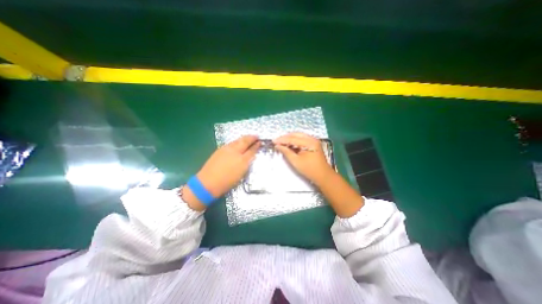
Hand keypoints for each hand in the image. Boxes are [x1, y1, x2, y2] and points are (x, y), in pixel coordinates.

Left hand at [184, 134, 258, 208]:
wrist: (208, 182)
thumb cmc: (227, 182)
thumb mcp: (241, 174)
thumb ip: (246, 163)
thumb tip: (250, 156)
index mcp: (242, 160)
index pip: (251, 150)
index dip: (256, 145)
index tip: (260, 142)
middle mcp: (235, 152)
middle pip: (245, 141)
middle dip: (251, 138)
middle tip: (256, 136)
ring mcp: (226, 149)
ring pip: (237, 140)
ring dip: (244, 138)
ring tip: (248, 137)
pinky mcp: (220, 149)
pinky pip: (231, 142)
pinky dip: (237, 141)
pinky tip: (238, 142)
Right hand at [276, 131, 362, 215]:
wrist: (323, 176)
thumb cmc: (309, 169)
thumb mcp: (296, 161)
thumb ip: (286, 152)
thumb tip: (278, 146)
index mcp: (309, 142)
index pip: (292, 138)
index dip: (282, 140)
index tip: (273, 141)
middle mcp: (312, 139)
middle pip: (296, 134)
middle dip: (285, 137)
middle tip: (276, 141)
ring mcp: (313, 141)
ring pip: (299, 136)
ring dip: (290, 139)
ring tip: (281, 143)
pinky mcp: (313, 144)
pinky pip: (302, 140)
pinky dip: (294, 142)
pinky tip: (289, 145)